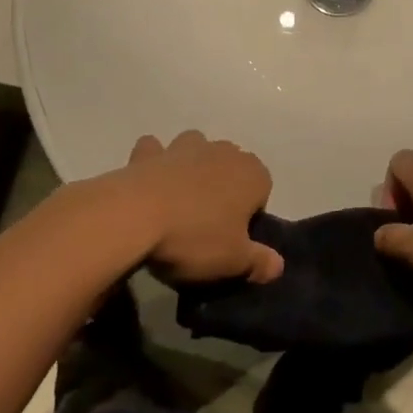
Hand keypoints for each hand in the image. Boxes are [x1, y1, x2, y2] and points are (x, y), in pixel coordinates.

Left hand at [90, 131, 283, 284]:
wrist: (135, 216)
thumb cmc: (195, 238)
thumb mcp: (233, 261)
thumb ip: (260, 262)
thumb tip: (278, 265)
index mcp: (252, 174)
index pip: (263, 190)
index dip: (251, 215)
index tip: (234, 239)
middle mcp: (223, 151)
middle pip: (232, 167)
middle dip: (224, 188)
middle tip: (207, 226)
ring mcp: (185, 147)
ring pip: (197, 150)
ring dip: (192, 167)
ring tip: (180, 201)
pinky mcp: (150, 152)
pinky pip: (156, 151)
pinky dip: (154, 162)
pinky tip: (149, 181)